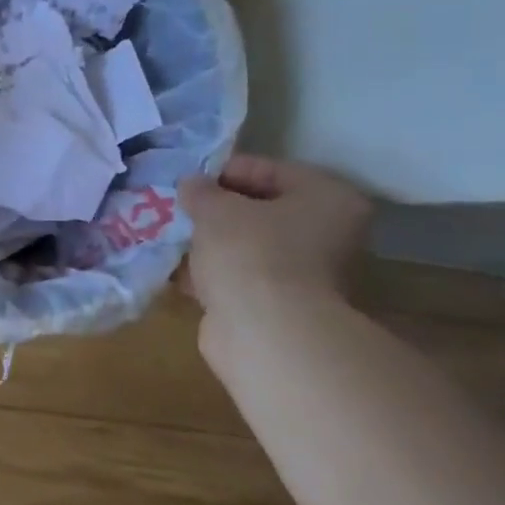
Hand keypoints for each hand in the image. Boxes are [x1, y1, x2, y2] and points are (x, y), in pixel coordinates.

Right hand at [178, 155, 372, 311]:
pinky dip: (214, 274)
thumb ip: (200, 191)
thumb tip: (191, 184)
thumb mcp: (215, 208)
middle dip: (218, 211)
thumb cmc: (250, 253)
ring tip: (174, 237)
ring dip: (213, 243)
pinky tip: (181, 271)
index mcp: (329, 199)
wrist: (267, 334)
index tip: (189, 181)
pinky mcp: (283, 307)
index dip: (224, 172)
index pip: (269, 170)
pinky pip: (242, 278)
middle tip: (180, 208)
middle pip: (261, 210)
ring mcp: (309, 275)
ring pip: (250, 247)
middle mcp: (329, 234)